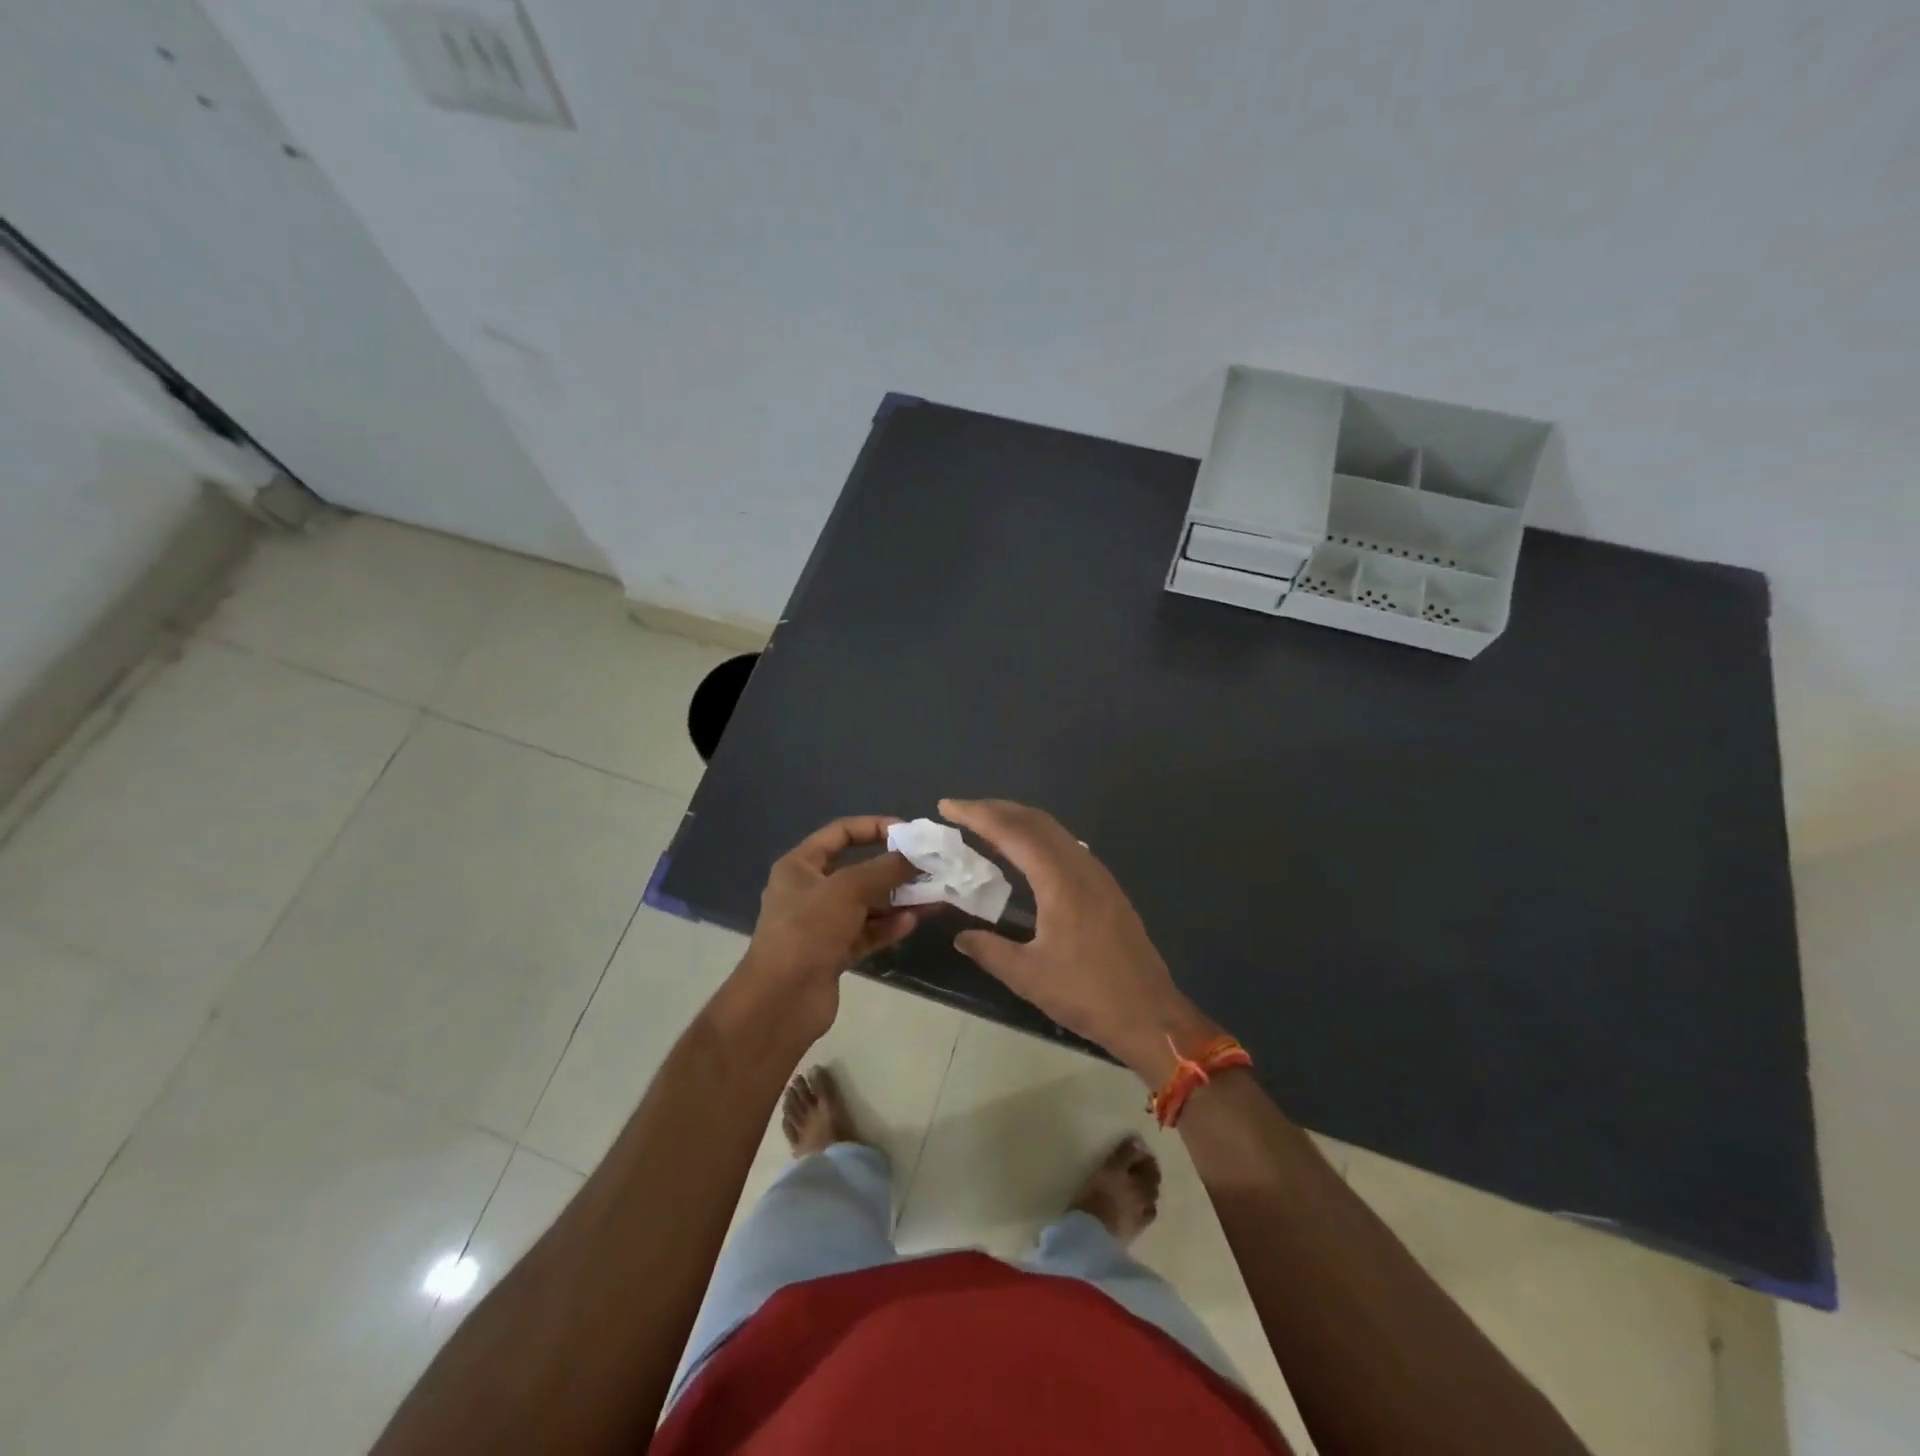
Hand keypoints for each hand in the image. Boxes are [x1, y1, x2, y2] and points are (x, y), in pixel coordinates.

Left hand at [734, 816, 922, 1038]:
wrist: (780, 1002)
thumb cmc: (807, 931)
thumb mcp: (847, 890)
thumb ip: (884, 869)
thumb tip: (916, 855)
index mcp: (800, 866)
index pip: (840, 833)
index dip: (874, 827)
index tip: (908, 832)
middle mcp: (810, 891)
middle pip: (858, 870)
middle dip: (893, 868)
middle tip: (928, 866)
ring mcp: (822, 924)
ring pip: (866, 904)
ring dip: (898, 898)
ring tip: (932, 895)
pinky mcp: (834, 953)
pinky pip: (867, 932)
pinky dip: (888, 926)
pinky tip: (913, 921)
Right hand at [940, 798, 1218, 1083]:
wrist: (1150, 1014)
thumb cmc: (1087, 995)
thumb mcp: (1028, 976)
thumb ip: (989, 950)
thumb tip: (961, 936)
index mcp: (1060, 881)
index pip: (1013, 832)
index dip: (977, 815)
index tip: (947, 806)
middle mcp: (1081, 866)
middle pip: (1035, 821)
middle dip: (995, 809)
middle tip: (960, 811)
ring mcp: (1098, 875)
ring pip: (1053, 831)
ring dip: (1017, 821)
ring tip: (985, 826)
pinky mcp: (1106, 887)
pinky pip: (1065, 845)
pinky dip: (1036, 837)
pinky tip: (1024, 854)